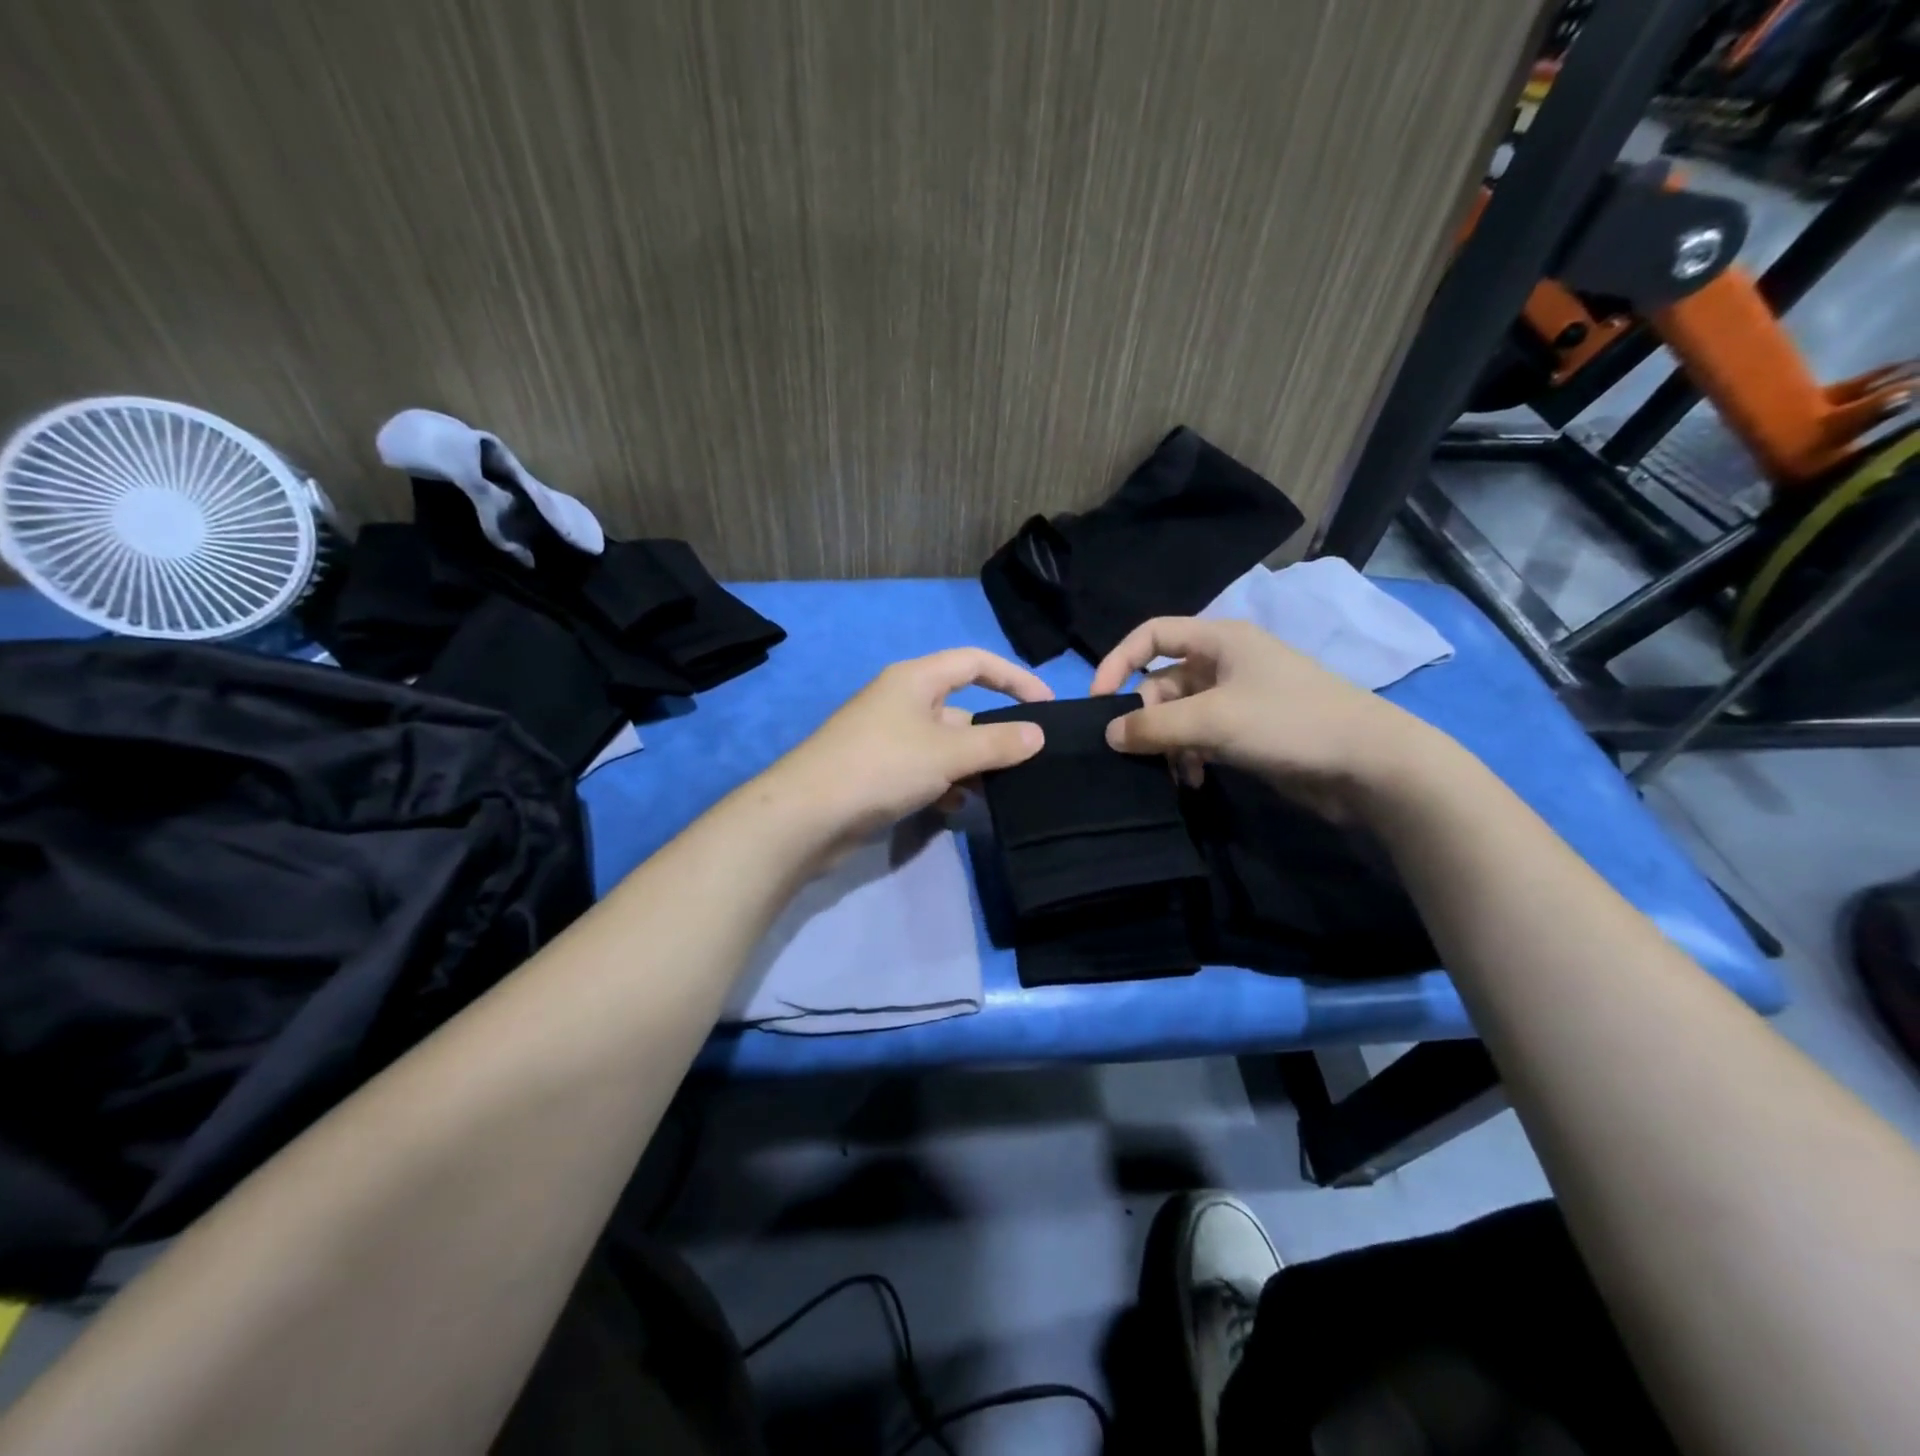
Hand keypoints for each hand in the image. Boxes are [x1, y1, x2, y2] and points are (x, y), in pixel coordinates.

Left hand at [767, 648, 1053, 849]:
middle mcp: (901, 701)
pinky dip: (945, 784)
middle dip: (993, 734)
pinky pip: (924, 770)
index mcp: (915, 679)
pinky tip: (959, 807)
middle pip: (961, 708)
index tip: (1046, 704)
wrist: (807, 815)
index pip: (975, 662)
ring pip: (944, 745)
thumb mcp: (948, 752)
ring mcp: (888, 738)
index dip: (1014, 677)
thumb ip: (997, 742)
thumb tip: (1038, 734)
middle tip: (1027, 762)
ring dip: (971, 765)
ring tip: (999, 790)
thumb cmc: (881, 766)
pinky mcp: (878, 771)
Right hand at [1089, 617, 1429, 816]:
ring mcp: (1238, 697)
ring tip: (1175, 773)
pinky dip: (1190, 756)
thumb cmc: (1288, 722)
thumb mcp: (1213, 719)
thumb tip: (1109, 734)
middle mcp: (1225, 662)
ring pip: (1180, 714)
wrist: (1369, 763)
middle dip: (1148, 717)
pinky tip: (1194, 781)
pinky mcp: (1249, 730)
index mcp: (1219, 640)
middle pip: (1162, 681)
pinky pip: (1201, 736)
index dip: (1118, 663)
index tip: (1097, 703)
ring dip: (1169, 743)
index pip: (1151, 635)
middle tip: (1142, 751)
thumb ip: (1154, 725)